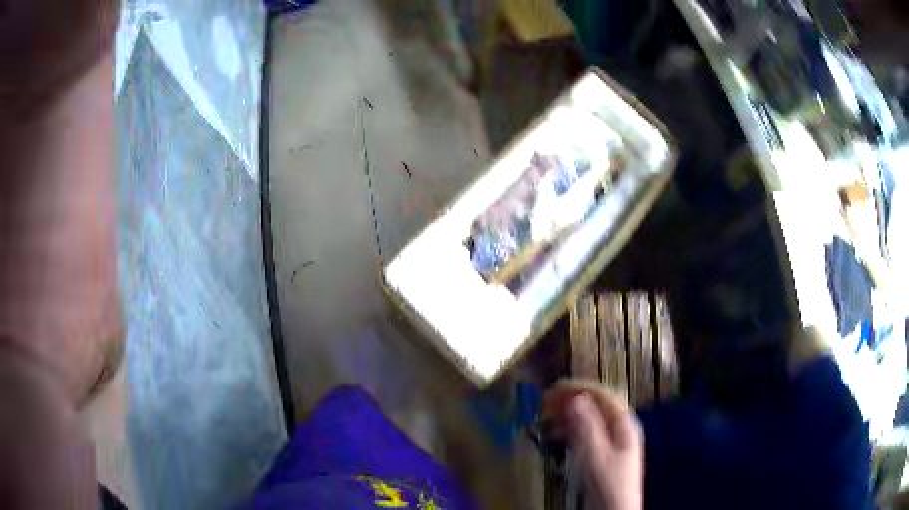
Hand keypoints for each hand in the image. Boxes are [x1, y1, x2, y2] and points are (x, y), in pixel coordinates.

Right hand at [544, 382, 643, 509]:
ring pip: (590, 419)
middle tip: (547, 401)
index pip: (603, 395)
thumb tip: (575, 399)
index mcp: (624, 423)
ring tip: (548, 416)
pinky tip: (557, 433)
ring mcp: (613, 440)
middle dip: (572, 400)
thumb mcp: (595, 453)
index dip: (579, 388)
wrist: (614, 508)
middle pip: (596, 405)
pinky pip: (587, 432)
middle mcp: (620, 428)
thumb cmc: (608, 482)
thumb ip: (586, 426)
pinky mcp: (604, 453)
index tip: (556, 388)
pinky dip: (571, 429)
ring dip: (569, 414)